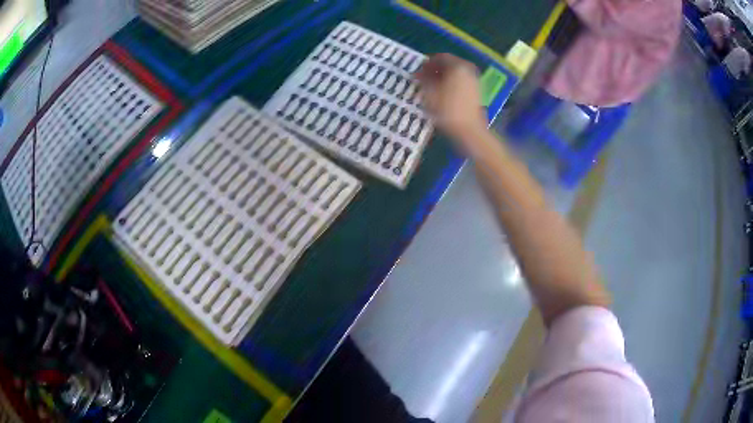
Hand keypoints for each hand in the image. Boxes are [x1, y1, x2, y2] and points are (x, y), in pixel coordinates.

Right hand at [415, 54, 487, 140]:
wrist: (469, 130)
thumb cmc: (447, 110)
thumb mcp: (429, 93)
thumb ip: (424, 79)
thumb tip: (419, 74)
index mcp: (457, 66)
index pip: (441, 57)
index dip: (428, 62)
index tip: (419, 70)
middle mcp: (468, 70)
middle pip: (450, 64)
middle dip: (436, 69)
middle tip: (424, 77)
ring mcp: (474, 81)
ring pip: (456, 73)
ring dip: (443, 76)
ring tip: (431, 85)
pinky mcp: (476, 91)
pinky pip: (461, 81)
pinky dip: (451, 83)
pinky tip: (442, 92)